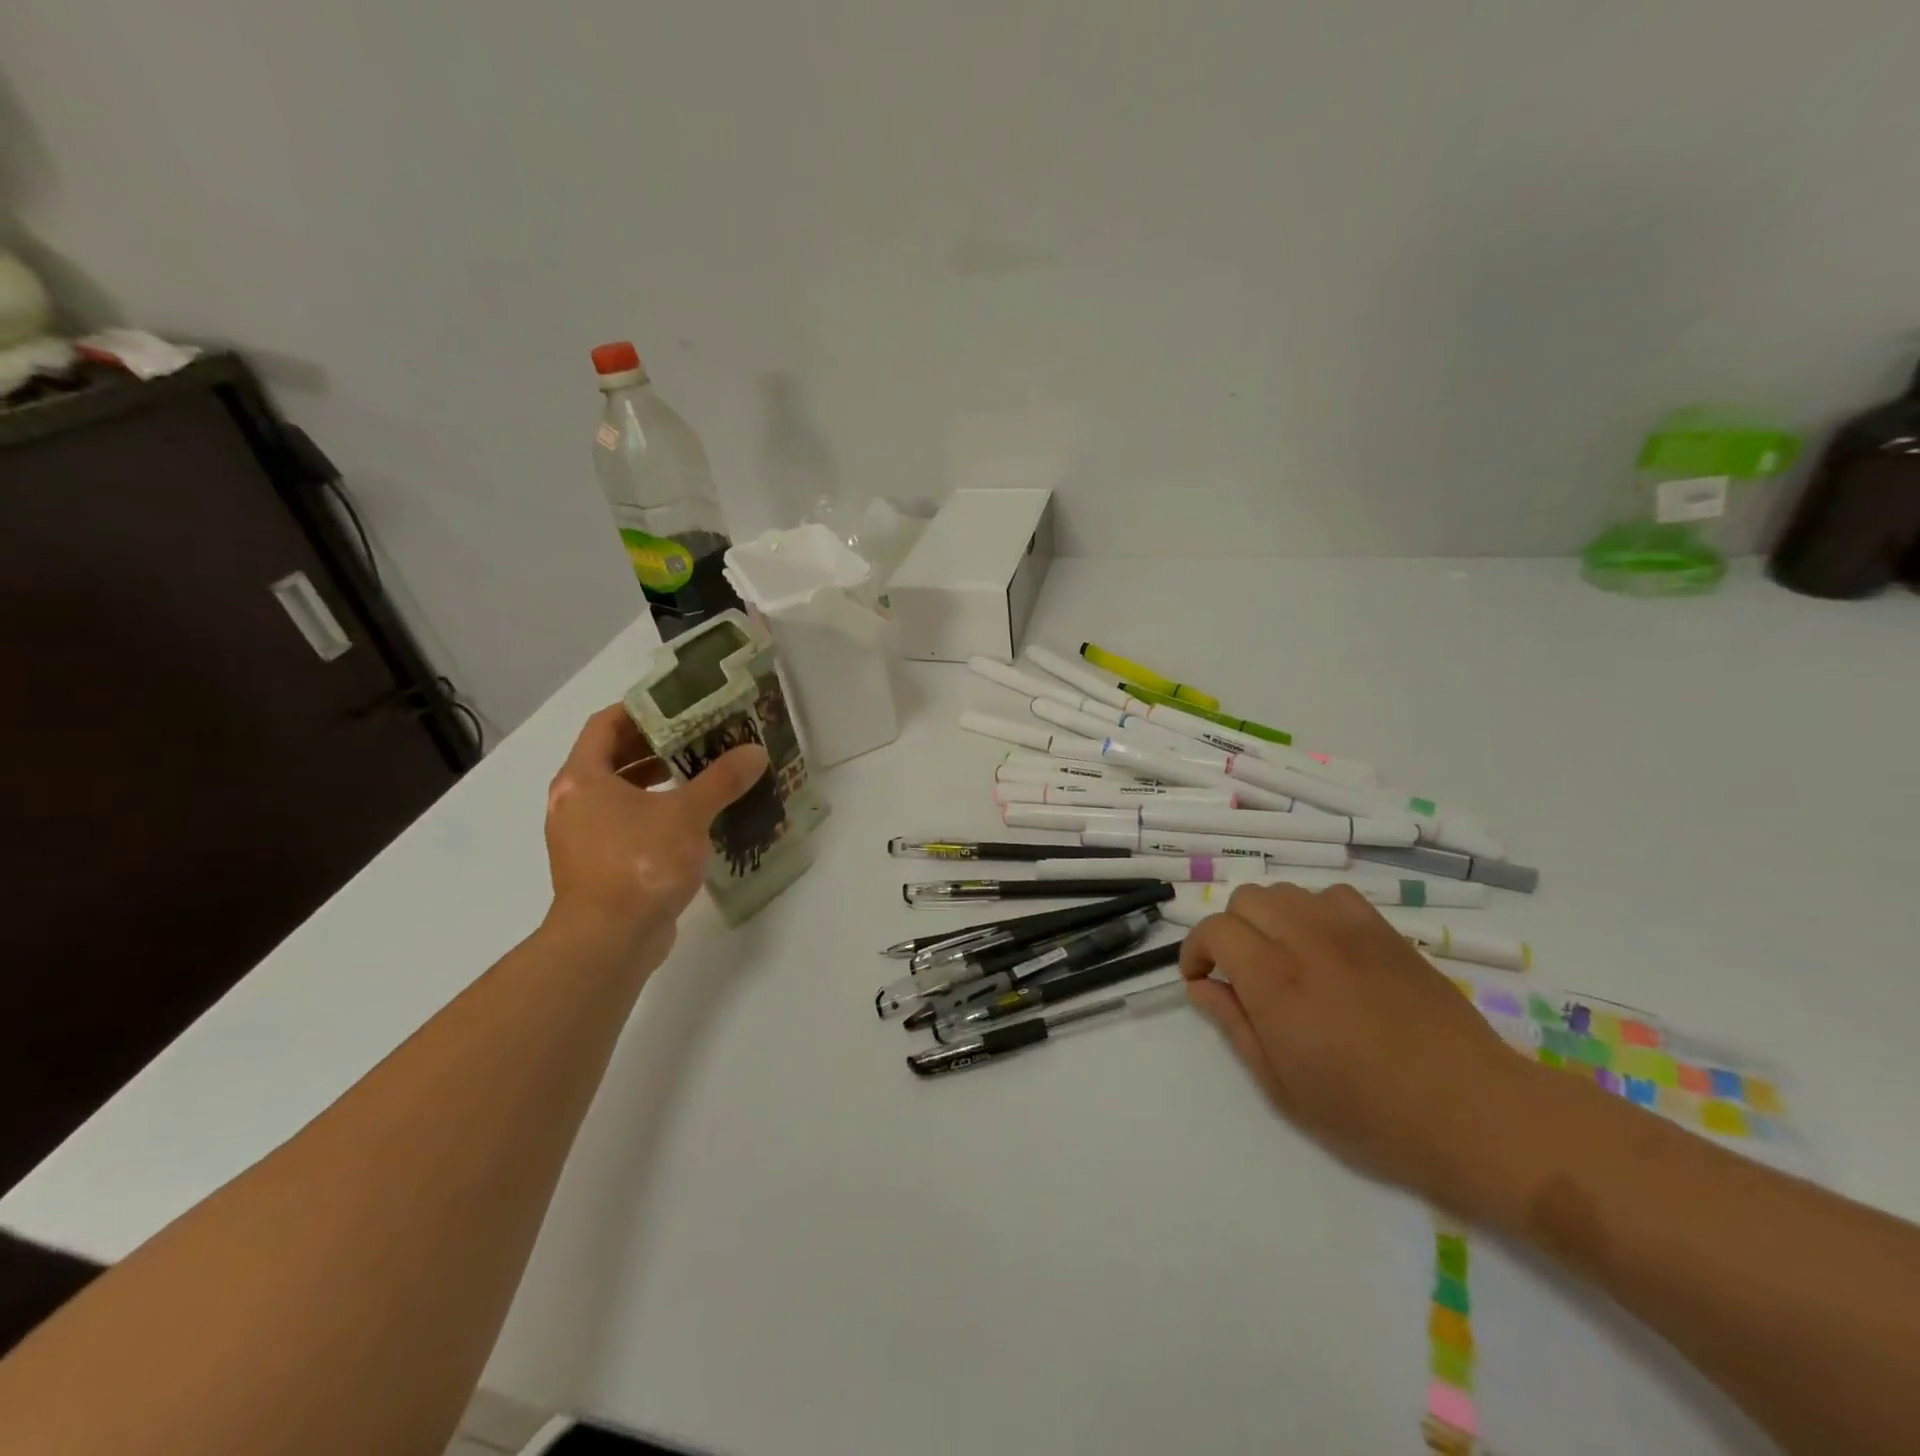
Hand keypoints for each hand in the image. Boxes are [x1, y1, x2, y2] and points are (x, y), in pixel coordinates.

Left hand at [543, 704, 768, 964]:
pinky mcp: (597, 865)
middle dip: (655, 745)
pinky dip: (653, 812)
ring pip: (619, 793)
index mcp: (582, 778)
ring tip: (700, 772)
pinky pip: (625, 823)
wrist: (609, 941)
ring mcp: (582, 836)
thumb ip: (721, 780)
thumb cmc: (640, 862)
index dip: (641, 711)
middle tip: (698, 736)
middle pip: (612, 758)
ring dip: (656, 780)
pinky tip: (691, 817)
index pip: (605, 725)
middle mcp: (574, 802)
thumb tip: (754, 752)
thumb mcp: (687, 814)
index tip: (679, 706)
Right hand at [1180, 883, 1526, 1208]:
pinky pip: (1331, 896)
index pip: (1215, 930)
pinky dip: (1313, 912)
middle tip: (1241, 972)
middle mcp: (1307, 940)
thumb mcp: (1283, 1087)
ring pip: (1285, 892)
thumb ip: (1234, 1026)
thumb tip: (1201, 986)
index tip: (1200, 979)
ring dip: (1269, 918)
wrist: (1474, 1112)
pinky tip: (1326, 948)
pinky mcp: (1386, 931)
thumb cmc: (1371, 1115)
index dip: (1196, 950)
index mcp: (1275, 981)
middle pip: (1245, 899)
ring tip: (1283, 958)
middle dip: (1230, 930)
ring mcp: (1350, 929)